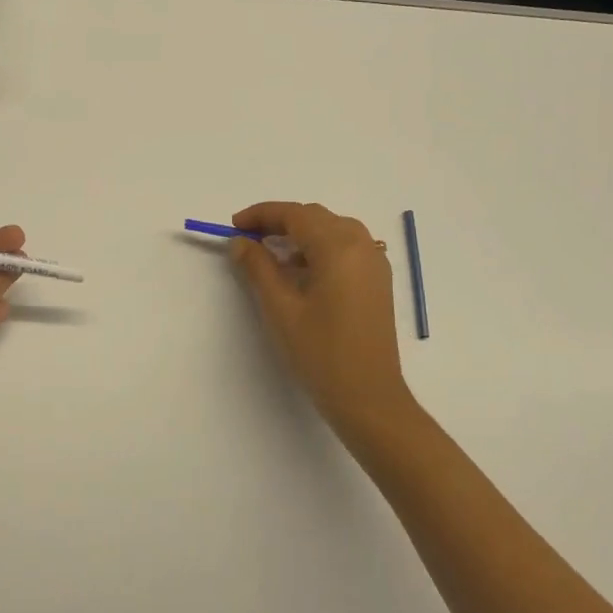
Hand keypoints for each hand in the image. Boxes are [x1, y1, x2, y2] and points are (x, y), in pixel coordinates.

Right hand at [229, 202, 415, 440]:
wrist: (369, 398)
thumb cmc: (321, 353)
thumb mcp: (280, 309)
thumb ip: (258, 268)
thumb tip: (240, 241)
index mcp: (338, 248)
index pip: (295, 214)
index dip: (262, 214)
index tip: (234, 226)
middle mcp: (361, 246)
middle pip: (315, 217)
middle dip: (280, 221)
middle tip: (249, 239)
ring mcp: (374, 263)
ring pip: (332, 229)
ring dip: (301, 233)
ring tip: (272, 255)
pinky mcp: (378, 281)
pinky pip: (347, 247)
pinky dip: (320, 247)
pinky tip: (302, 272)